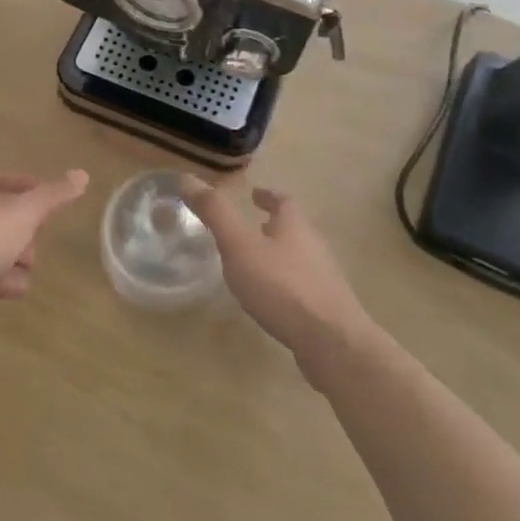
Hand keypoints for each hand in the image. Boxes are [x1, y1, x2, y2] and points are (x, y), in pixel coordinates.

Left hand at [0, 168, 88, 317]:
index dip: (28, 185)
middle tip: (39, 243)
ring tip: (29, 273)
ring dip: (11, 257)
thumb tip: (82, 173)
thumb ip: (52, 197)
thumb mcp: (21, 215)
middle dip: (23, 228)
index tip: (48, 199)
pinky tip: (13, 290)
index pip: (4, 177)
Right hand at [185, 183, 367, 362]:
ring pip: (299, 258)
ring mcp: (324, 279)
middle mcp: (314, 247)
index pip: (283, 201)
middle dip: (273, 226)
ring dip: (279, 255)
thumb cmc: (281, 286)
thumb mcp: (239, 245)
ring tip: (255, 264)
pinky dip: (285, 284)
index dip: (267, 196)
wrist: (332, 342)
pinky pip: (302, 287)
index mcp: (295, 226)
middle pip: (294, 229)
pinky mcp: (326, 309)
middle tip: (250, 228)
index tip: (254, 195)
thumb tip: (187, 178)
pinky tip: (270, 300)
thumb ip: (216, 213)